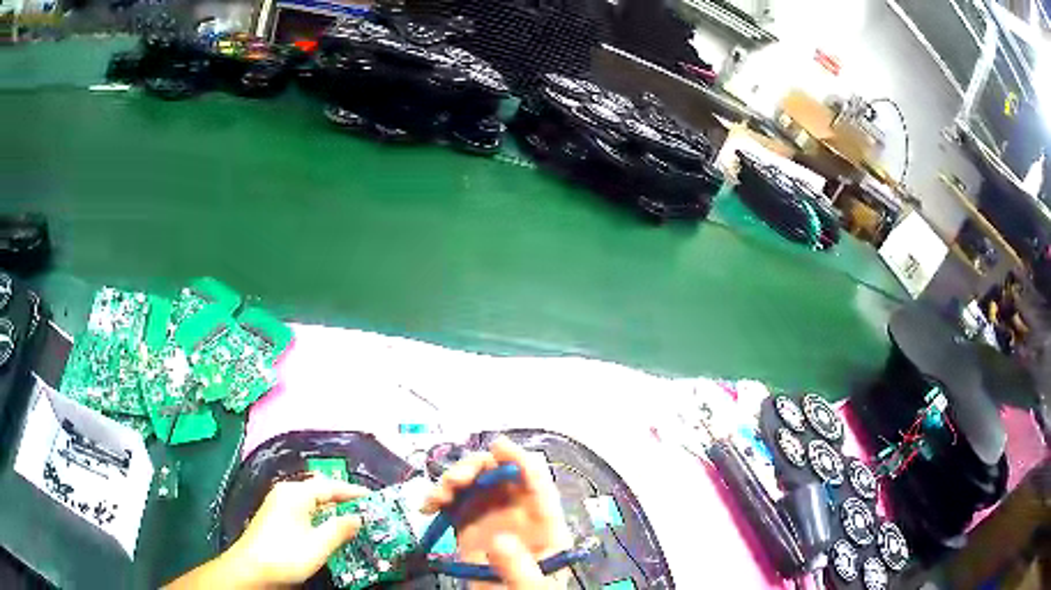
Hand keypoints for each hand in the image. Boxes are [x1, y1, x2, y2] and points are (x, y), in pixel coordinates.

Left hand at [166, 477, 367, 588]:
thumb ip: (340, 529)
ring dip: (331, 508)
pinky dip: (319, 515)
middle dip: (342, 498)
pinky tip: (328, 528)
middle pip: (319, 490)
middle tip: (364, 509)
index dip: (352, 491)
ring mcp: (278, 504)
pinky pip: (303, 509)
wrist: (251, 569)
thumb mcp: (318, 545)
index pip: (329, 486)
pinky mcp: (275, 516)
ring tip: (351, 518)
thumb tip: (357, 517)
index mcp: (296, 493)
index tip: (373, 497)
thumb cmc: (286, 555)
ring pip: (311, 500)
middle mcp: (286, 493)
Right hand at [422, 436, 572, 589]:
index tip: (498, 446)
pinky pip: (452, 503)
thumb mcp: (533, 586)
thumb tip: (499, 540)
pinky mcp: (466, 527)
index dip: (519, 459)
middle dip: (476, 467)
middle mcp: (516, 512)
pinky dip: (437, 498)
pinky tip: (427, 506)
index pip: (536, 482)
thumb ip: (520, 567)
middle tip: (456, 481)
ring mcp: (490, 518)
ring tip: (437, 496)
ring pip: (473, 483)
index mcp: (542, 522)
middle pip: (499, 474)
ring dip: (453, 480)